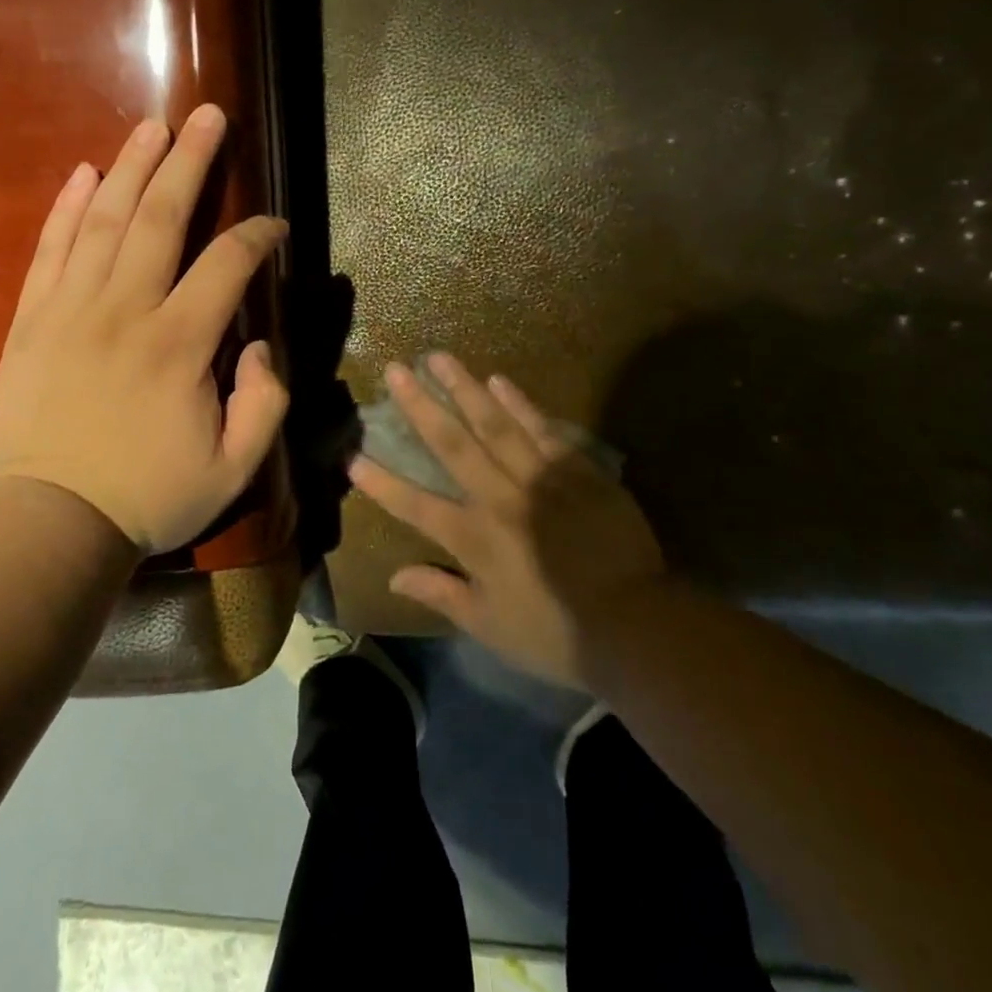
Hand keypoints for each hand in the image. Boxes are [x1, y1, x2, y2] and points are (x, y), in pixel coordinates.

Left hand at [0, 104, 289, 554]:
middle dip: (191, 162)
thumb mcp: (234, 469)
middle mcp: (125, 311)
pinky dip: (66, 207)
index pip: (227, 265)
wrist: (53, 522)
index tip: (273, 226)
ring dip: (132, 167)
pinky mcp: (32, 320)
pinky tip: (84, 172)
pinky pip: (50, 250)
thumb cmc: (149, 496)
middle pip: (161, 218)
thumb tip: (257, 345)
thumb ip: (265, 403)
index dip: (257, 236)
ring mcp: (71, 310)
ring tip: (154, 127)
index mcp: (179, 345)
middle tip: (209, 116)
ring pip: (104, 220)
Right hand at [349, 354, 664, 687]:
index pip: (414, 506)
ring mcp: (539, 479)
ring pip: (494, 425)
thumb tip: (394, 577)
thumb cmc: (557, 633)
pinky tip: (499, 381)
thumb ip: (442, 595)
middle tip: (396, 370)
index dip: (381, 483)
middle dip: (419, 406)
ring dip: (464, 389)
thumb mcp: (491, 627)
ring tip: (440, 358)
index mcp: (474, 539)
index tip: (352, 457)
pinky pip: (542, 430)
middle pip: (451, 445)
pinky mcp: (577, 471)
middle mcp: (499, 499)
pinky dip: (519, 404)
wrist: (638, 624)